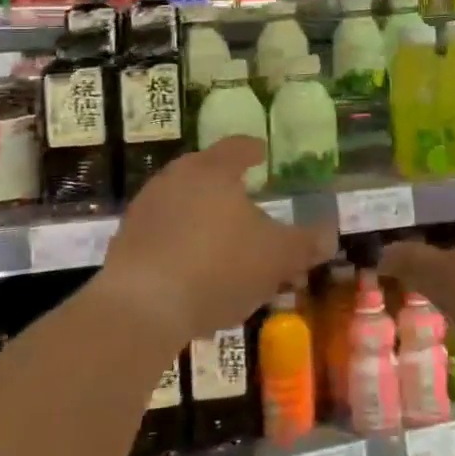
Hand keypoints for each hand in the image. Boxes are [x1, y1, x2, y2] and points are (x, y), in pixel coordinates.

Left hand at [96, 137, 331, 345]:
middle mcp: (175, 179)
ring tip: (219, 237)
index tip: (261, 151)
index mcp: (213, 171)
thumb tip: (329, 234)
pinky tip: (192, 269)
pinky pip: (161, 233)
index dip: (252, 149)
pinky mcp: (125, 242)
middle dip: (224, 182)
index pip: (236, 147)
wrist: (142, 308)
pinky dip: (180, 242)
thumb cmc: (219, 267)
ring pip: (181, 202)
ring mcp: (145, 210)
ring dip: (200, 214)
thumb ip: (305, 244)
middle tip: (243, 195)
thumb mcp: (277, 258)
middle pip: (203, 170)